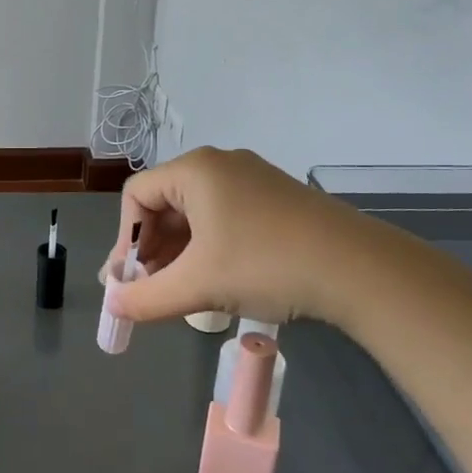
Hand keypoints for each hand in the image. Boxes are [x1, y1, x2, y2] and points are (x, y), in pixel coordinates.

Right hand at [99, 147, 373, 328]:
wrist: (359, 269)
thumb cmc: (265, 264)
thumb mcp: (198, 285)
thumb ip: (145, 298)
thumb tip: (112, 308)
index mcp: (195, 170)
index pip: (136, 196)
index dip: (126, 240)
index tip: (130, 281)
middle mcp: (221, 165)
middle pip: (165, 204)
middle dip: (153, 250)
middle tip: (150, 290)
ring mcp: (253, 180)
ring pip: (196, 215)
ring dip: (180, 253)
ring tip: (181, 291)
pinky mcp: (277, 199)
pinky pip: (225, 218)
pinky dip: (210, 248)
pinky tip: (218, 281)